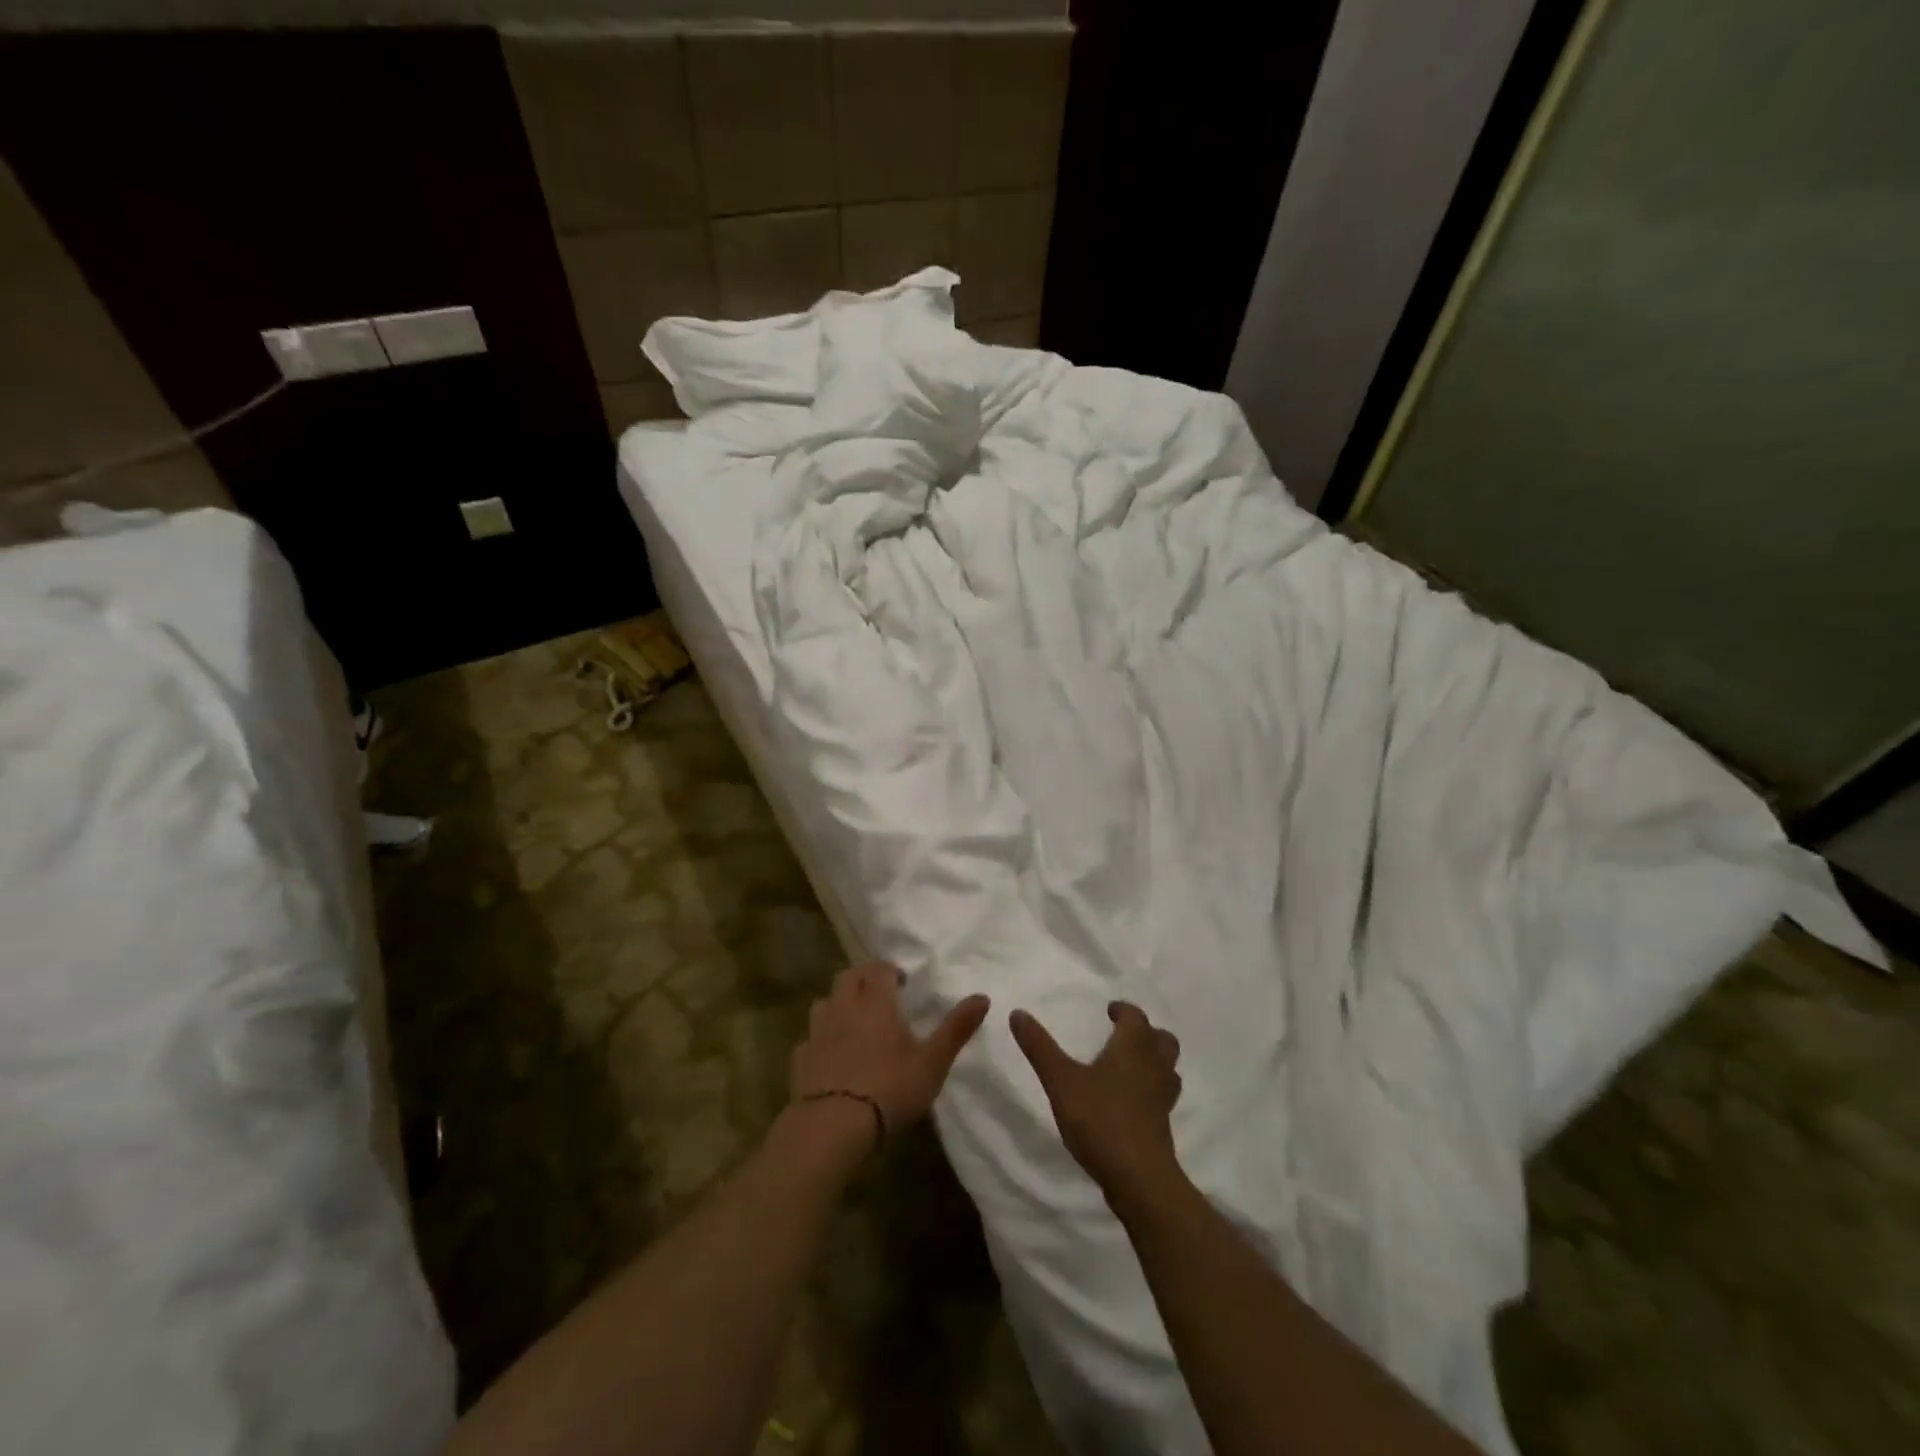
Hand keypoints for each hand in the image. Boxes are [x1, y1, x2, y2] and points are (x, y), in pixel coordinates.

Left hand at [789, 963, 989, 1154]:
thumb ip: (956, 1028)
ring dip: (839, 1004)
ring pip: (825, 1002)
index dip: (890, 971)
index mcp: (876, 1001)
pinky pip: (810, 1038)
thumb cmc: (890, 1088)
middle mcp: (844, 1007)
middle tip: (879, 995)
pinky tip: (831, 1057)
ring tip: (854, 1022)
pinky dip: (822, 1039)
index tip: (902, 983)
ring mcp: (817, 1031)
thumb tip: (983, 996)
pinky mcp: (800, 1058)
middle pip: (848, 976)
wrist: (832, 1126)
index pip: (879, 969)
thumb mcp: (933, 1062)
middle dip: (864, 978)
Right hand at [1011, 1002, 1183, 1207]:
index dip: (1122, 1010)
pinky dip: (1150, 1088)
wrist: (1139, 1178)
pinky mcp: (1163, 1123)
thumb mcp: (1061, 1081)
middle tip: (1121, 1035)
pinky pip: (1162, 1094)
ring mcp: (1163, 1096)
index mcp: (1134, 1046)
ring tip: (1128, 1065)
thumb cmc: (1101, 1119)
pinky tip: (1130, 1100)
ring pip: (1167, 1066)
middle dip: (1145, 1032)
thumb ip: (1040, 1047)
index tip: (1109, 1011)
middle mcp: (1154, 1065)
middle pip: (1161, 1038)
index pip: (1135, 1016)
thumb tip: (1018, 1013)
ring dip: (1153, 1060)